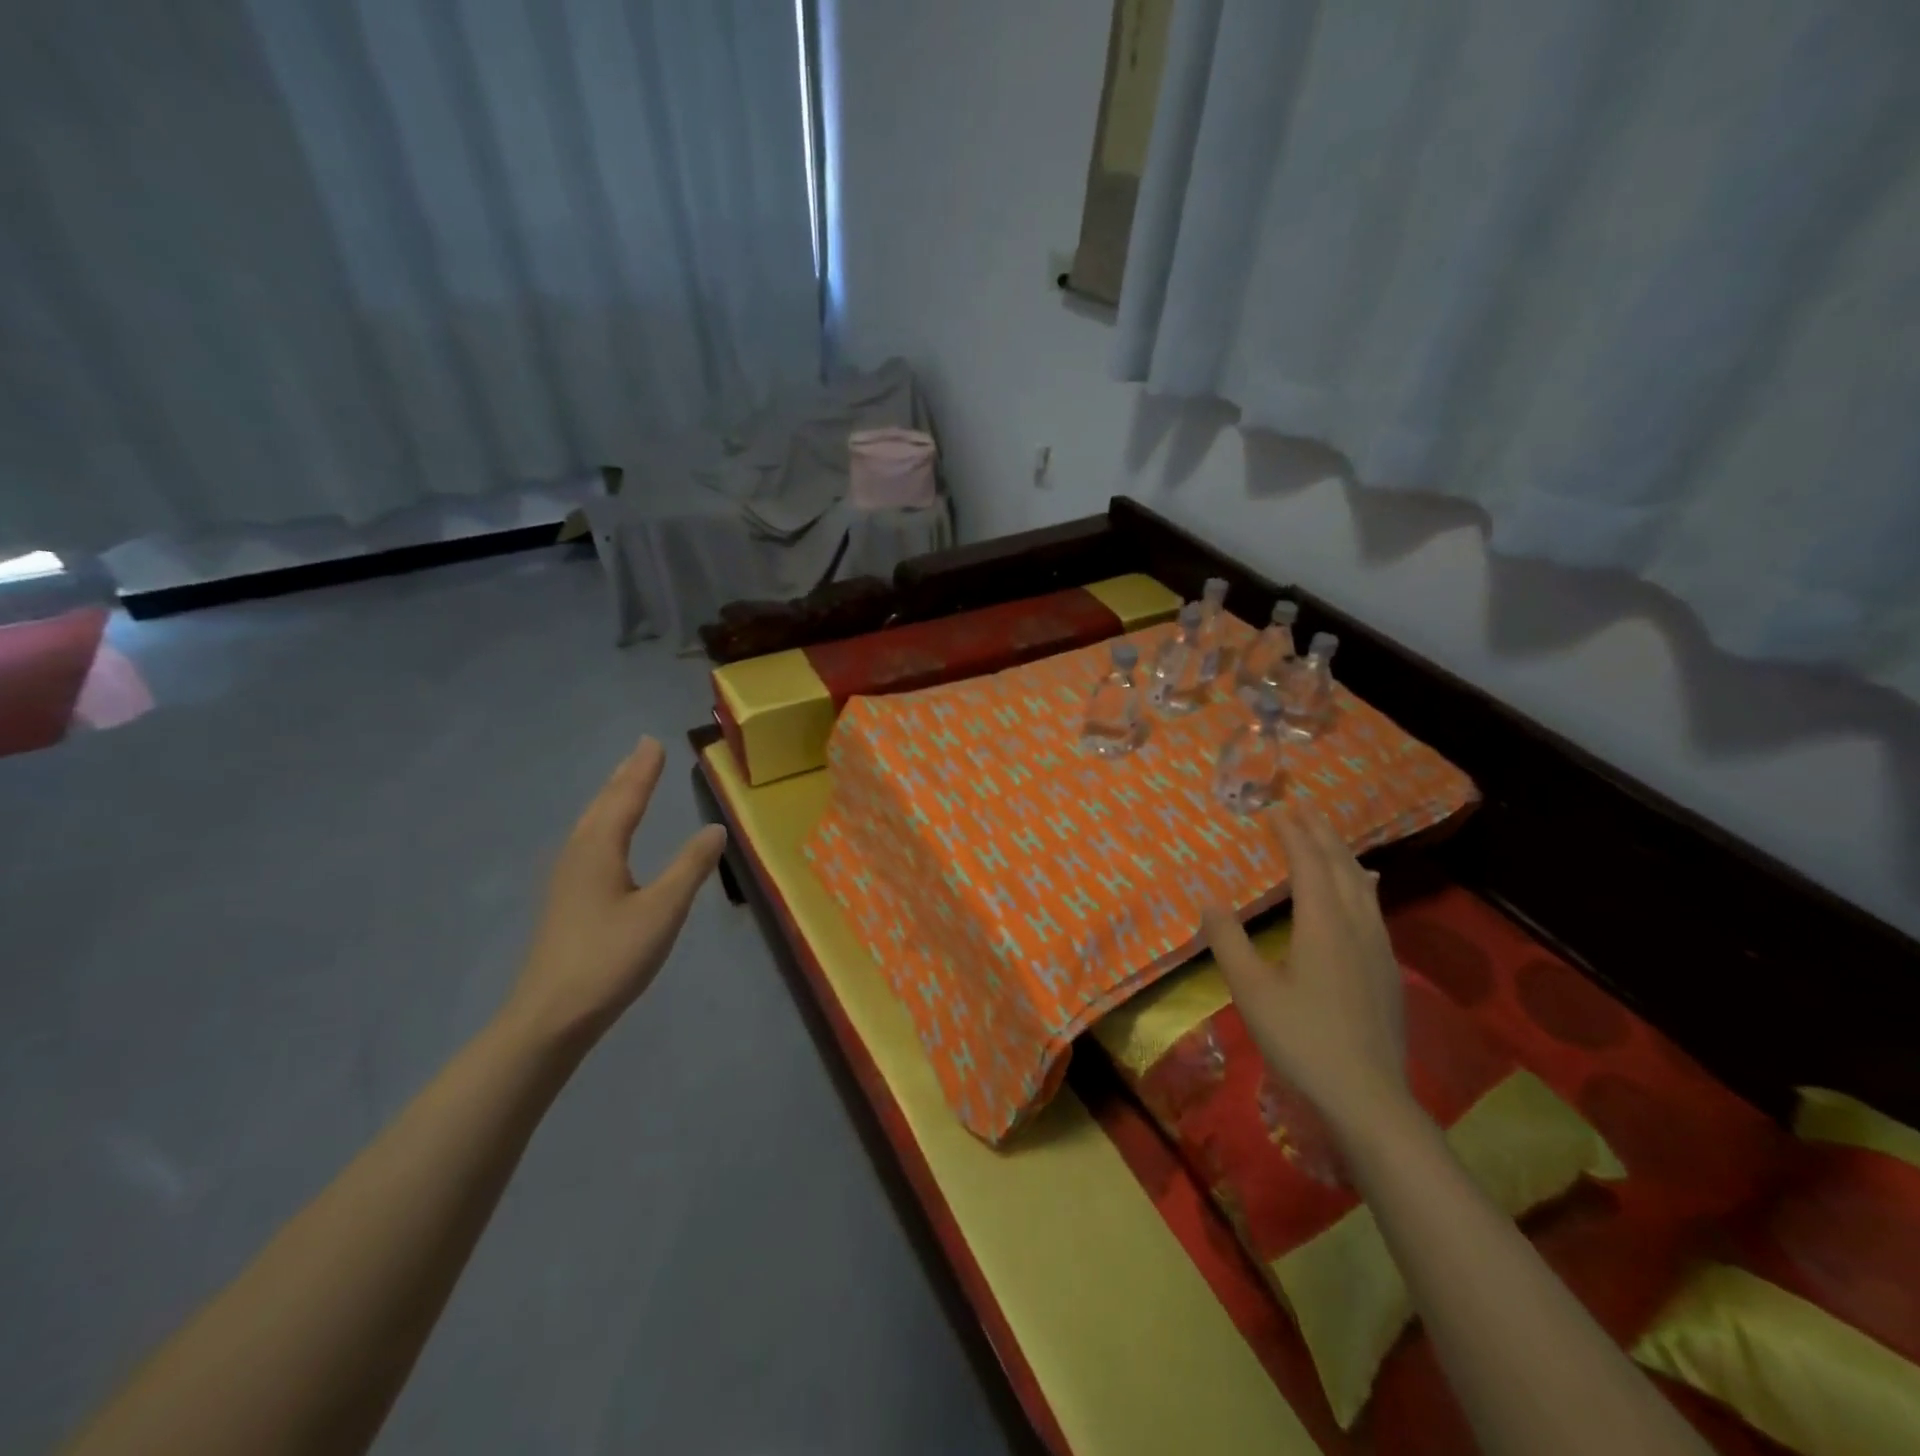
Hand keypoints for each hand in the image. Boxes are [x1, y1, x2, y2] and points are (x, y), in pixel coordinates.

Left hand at [505, 737, 726, 1046]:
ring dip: (611, 797)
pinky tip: (604, 839)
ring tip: (626, 781)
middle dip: (625, 776)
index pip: (626, 797)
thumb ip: (690, 867)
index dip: (643, 770)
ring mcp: (566, 879)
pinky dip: (603, 823)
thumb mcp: (663, 910)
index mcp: (600, 850)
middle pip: (603, 805)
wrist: (550, 1016)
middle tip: (641, 750)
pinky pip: (587, 842)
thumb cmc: (610, 958)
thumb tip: (714, 827)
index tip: (653, 741)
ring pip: (591, 824)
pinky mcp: (565, 900)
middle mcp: (578, 855)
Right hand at [1200, 806, 1407, 1128]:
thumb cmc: (1302, 1039)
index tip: (1276, 810)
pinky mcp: (1388, 970)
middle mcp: (1356, 926)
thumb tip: (1210, 901)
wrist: (1368, 1098)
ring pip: (1362, 886)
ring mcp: (1378, 948)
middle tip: (1303, 808)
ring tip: (1330, 837)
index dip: (1292, 834)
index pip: (1308, 864)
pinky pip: (1374, 907)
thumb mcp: (1251, 990)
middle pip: (1340, 867)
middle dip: (1321, 834)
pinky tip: (1366, 889)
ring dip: (1342, 855)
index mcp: (1322, 924)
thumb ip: (1228, 941)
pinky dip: (1361, 884)